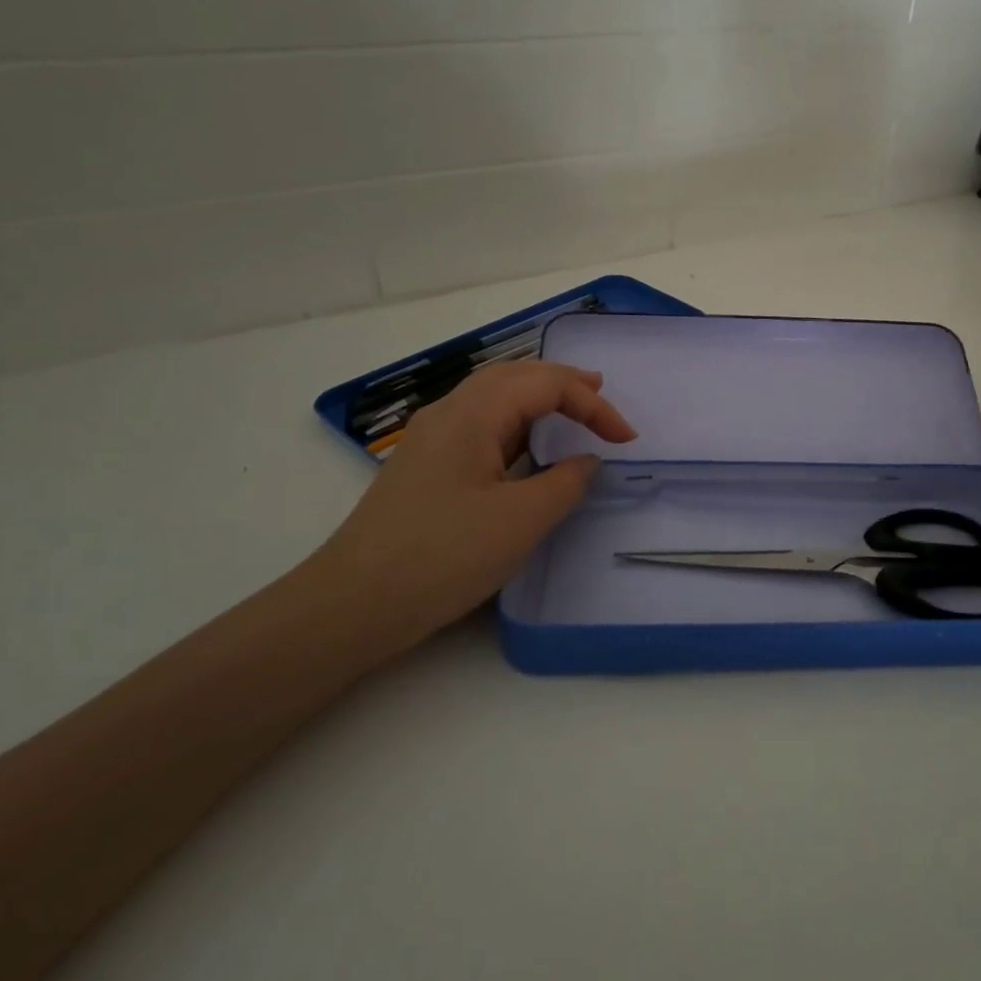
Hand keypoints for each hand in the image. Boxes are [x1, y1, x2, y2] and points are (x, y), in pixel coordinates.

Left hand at [306, 361, 635, 657]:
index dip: (593, 405)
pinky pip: (480, 425)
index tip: (627, 439)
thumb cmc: (443, 556)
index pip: (545, 385)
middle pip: (514, 376)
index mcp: (472, 414)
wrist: (353, 604)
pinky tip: (526, 446)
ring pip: (493, 397)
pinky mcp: (426, 467)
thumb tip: (586, 461)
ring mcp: (432, 439)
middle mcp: (449, 414)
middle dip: (563, 382)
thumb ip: (565, 483)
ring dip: (537, 397)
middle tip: (603, 393)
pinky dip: (516, 423)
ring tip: (572, 408)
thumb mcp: (520, 521)